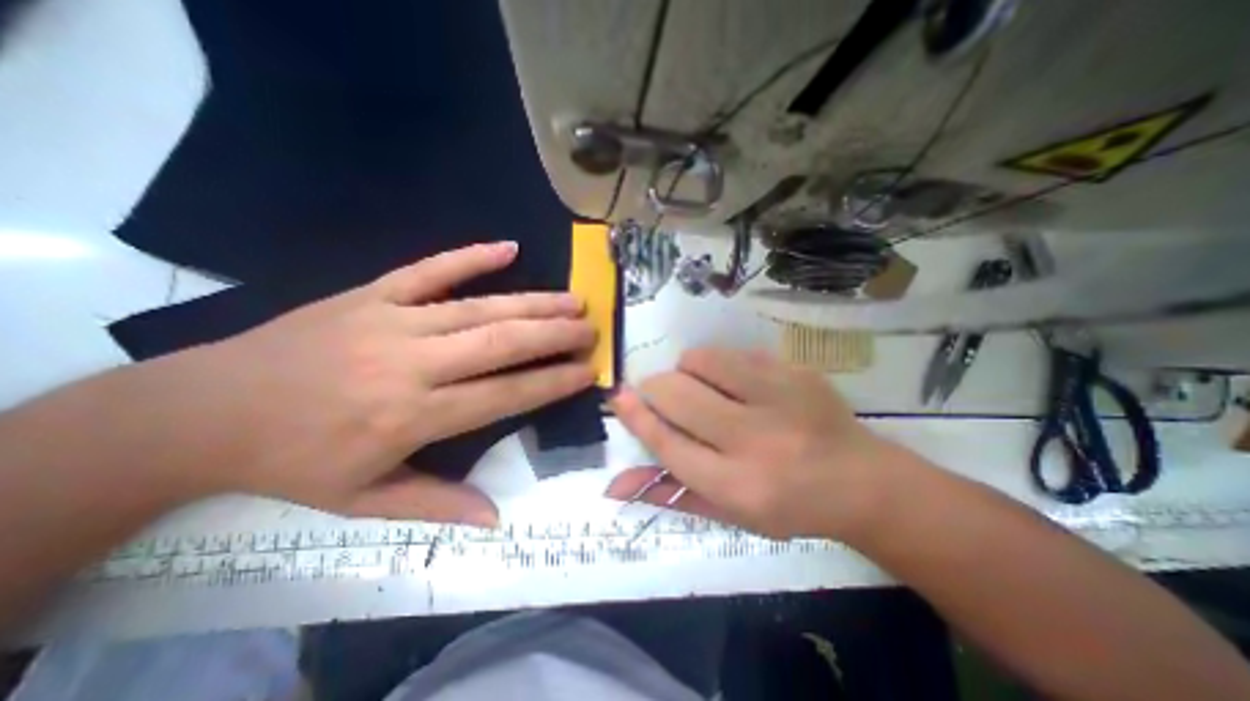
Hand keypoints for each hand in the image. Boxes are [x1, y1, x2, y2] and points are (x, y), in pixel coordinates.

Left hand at [178, 243, 597, 521]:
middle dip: (555, 337)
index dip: (552, 382)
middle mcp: (413, 363)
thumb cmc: (294, 461)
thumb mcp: (363, 500)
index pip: (505, 394)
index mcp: (414, 416)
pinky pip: (430, 270)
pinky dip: (471, 256)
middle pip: (502, 343)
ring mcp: (393, 321)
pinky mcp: (371, 293)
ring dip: (533, 303)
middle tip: (591, 331)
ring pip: (481, 308)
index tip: (587, 371)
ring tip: (573, 300)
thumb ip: (437, 504)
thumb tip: (495, 518)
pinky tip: (508, 248)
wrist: (200, 411)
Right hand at [608, 347, 914, 539]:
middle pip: (677, 394)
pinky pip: (733, 353)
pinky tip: (737, 384)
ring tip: (703, 388)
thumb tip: (614, 485)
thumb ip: (670, 494)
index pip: (668, 444)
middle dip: (656, 389)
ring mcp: (780, 398)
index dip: (636, 417)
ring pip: (701, 360)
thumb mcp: (728, 514)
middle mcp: (756, 440)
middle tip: (662, 394)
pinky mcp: (795, 371)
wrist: (862, 482)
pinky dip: (719, 364)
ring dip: (688, 371)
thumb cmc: (788, 506)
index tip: (618, 397)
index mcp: (738, 486)